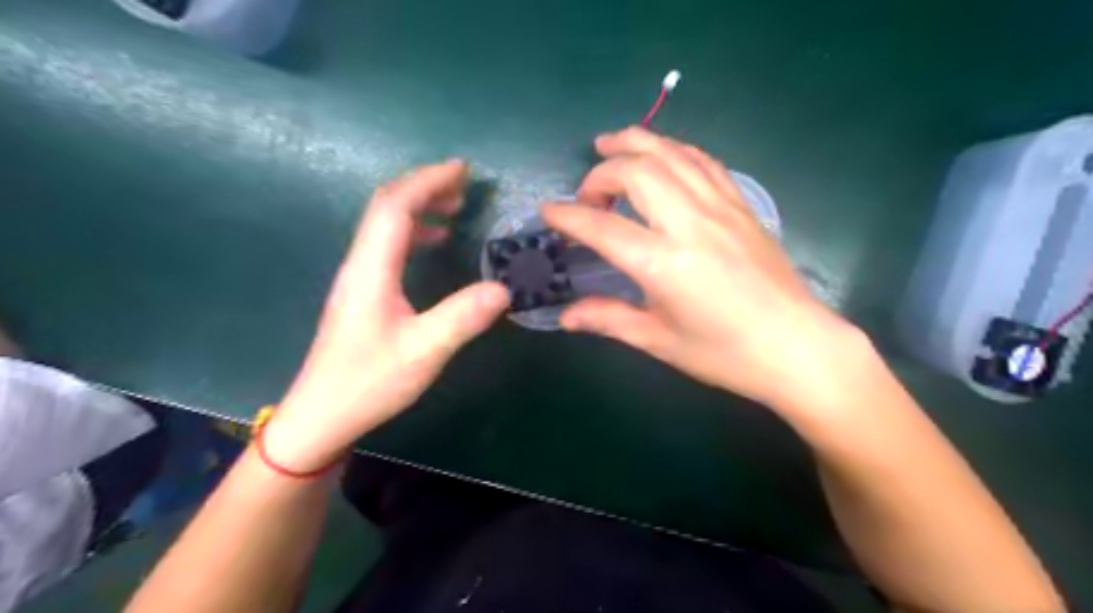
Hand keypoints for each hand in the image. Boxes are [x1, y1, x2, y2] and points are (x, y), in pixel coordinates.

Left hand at [263, 160, 507, 471]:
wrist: (321, 415)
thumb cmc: (368, 382)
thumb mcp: (423, 352)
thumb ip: (462, 317)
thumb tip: (503, 288)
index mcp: (371, 269)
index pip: (395, 207)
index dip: (428, 182)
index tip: (462, 170)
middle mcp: (360, 264)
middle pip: (386, 207)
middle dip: (423, 186)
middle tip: (463, 183)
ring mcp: (358, 278)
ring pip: (385, 225)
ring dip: (418, 206)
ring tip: (454, 208)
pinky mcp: (362, 292)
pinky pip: (387, 245)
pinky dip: (413, 232)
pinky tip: (433, 243)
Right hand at [541, 127, 867, 411]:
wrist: (797, 347)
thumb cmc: (724, 353)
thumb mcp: (659, 340)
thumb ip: (609, 319)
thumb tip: (566, 317)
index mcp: (663, 263)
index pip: (601, 228)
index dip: (567, 216)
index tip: (548, 213)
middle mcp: (689, 223)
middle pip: (635, 171)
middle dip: (600, 174)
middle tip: (586, 196)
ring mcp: (720, 208)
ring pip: (670, 153)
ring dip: (634, 143)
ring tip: (609, 144)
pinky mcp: (741, 205)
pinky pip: (702, 161)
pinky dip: (673, 150)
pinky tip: (662, 156)